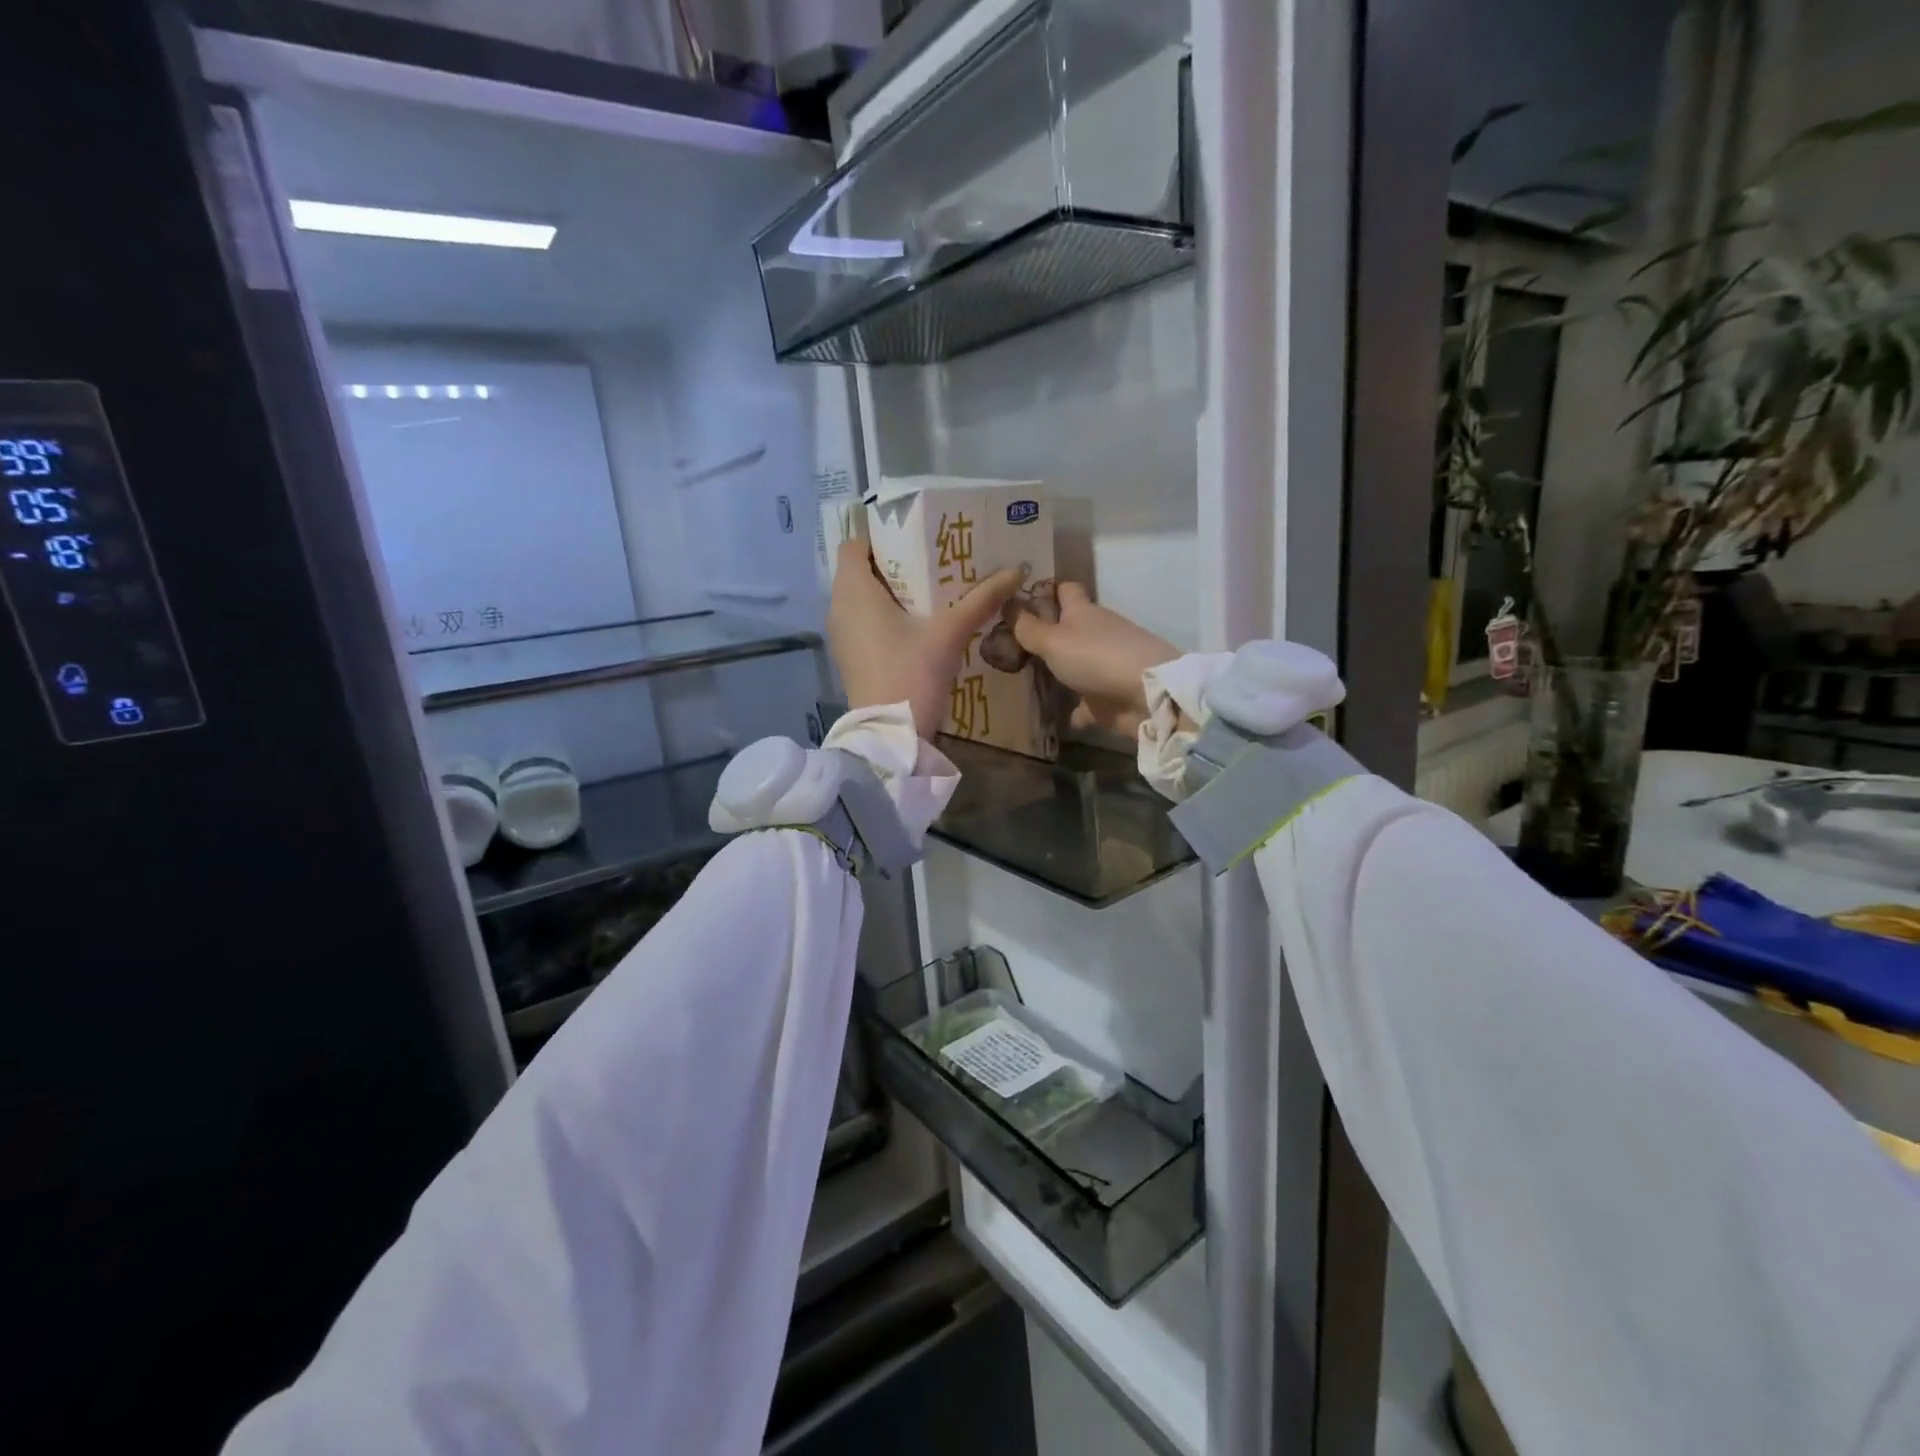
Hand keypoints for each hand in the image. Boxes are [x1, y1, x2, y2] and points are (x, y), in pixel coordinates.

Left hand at [828, 538, 1024, 739]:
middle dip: (893, 564)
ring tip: (929, 591)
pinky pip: (862, 622)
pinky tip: (917, 625)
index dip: (880, 537)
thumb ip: (982, 599)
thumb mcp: (950, 633)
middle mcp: (838, 607)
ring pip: (861, 598)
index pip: (854, 544)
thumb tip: (1017, 569)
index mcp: (854, 590)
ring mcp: (841, 635)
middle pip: (860, 571)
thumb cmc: (912, 673)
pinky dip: (884, 616)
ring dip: (890, 592)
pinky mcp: (850, 656)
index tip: (914, 539)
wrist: (891, 735)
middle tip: (932, 561)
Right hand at [1011, 582, 1179, 736]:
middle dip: (1043, 634)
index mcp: (1083, 612)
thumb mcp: (1054, 641)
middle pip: (1067, 628)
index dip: (1044, 589)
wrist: (1146, 696)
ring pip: (1074, 665)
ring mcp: (1104, 666)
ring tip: (1019, 679)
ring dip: (1056, 672)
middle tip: (1005, 643)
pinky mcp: (1108, 698)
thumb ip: (1028, 628)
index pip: (1064, 589)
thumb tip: (1006, 603)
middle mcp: (1095, 634)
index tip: (1017, 597)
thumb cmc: (1096, 657)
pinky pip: (1084, 703)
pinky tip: (1049, 718)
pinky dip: (1071, 709)